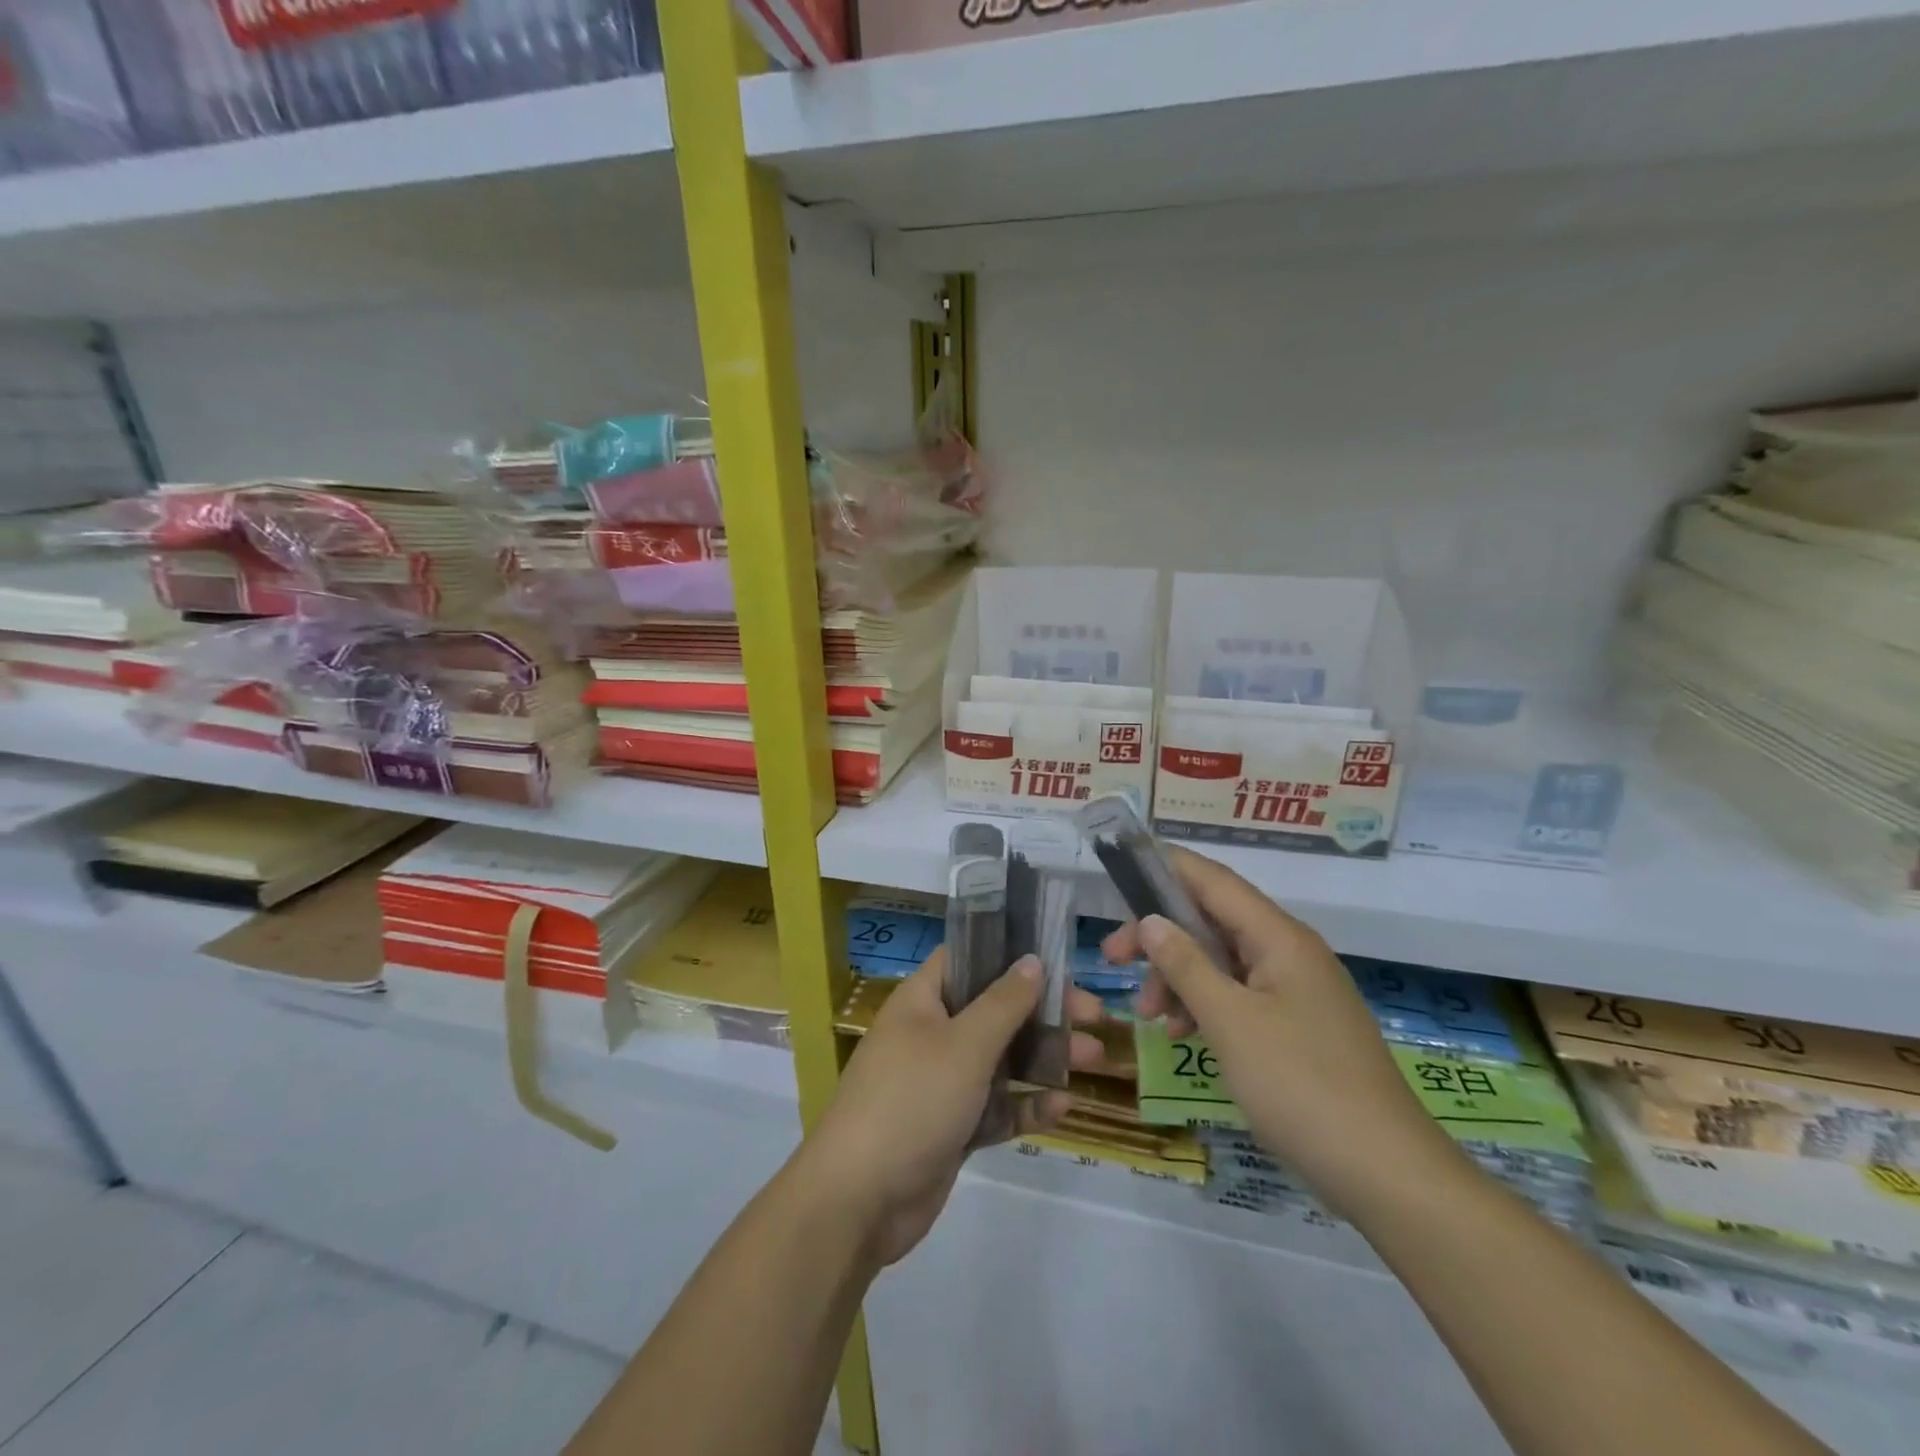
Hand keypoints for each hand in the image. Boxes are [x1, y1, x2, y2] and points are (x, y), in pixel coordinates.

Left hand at [799, 948, 1108, 1265]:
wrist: (859, 1200)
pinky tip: (1062, 1107)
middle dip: (1043, 1011)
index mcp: (922, 1001)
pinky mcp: (951, 1128)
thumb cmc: (912, 1100)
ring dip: (1044, 1058)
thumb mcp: (964, 1045)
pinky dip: (1025, 1104)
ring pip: (1001, 1060)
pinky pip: (995, 1107)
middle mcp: (932, 1034)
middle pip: (995, 1010)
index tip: (1057, 959)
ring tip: (1093, 1059)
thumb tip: (1032, 960)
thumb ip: (1003, 1003)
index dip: (1009, 954)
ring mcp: (941, 1083)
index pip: (967, 959)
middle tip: (1094, 1015)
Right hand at [1103, 847, 1459, 1216]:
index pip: (1214, 881)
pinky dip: (1206, 1006)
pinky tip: (1183, 1034)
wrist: (1387, 1174)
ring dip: (1179, 978)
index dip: (1167, 867)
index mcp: (1279, 937)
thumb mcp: (1230, 1021)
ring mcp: (1297, 992)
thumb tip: (1151, 921)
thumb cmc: (1301, 1085)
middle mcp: (1289, 953)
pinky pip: (1240, 997)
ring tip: (1149, 1015)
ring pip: (1223, 963)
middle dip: (1160, 937)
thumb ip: (1186, 965)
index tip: (1121, 868)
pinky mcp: (1299, 1027)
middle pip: (1212, 922)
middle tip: (1111, 958)